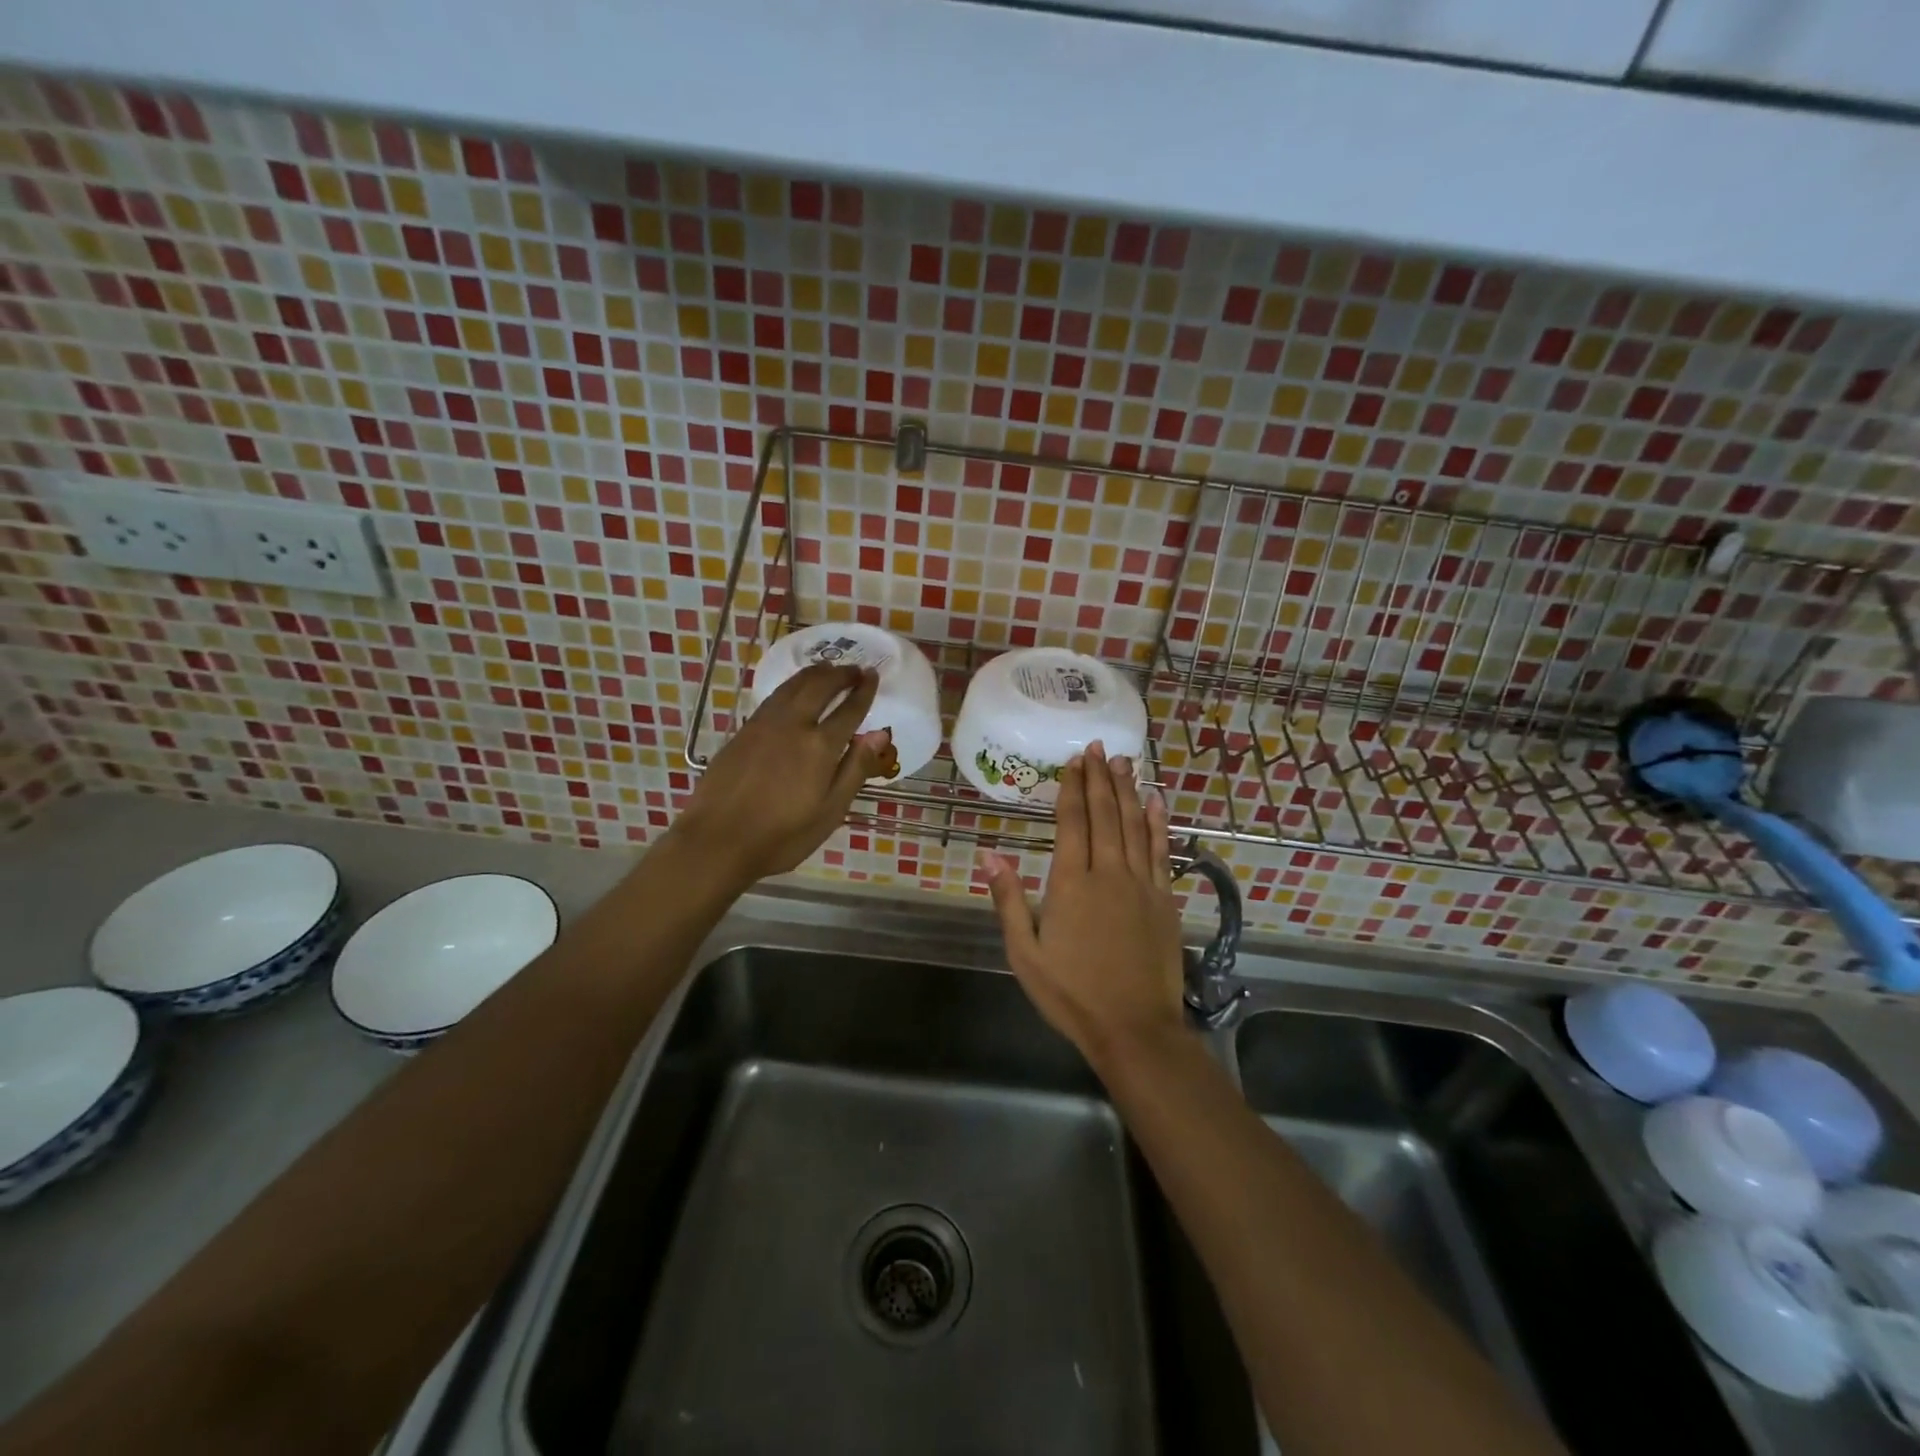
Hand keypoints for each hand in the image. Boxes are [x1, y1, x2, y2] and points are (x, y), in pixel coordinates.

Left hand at [674, 663, 892, 887]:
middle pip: (819, 686)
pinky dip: (792, 685)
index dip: (863, 690)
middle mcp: (793, 724)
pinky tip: (795, 691)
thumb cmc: (782, 836)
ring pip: (793, 685)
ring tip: (828, 670)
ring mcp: (764, 724)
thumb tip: (880, 734)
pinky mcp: (744, 731)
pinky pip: (775, 696)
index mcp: (819, 746)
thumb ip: (856, 768)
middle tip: (855, 670)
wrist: (717, 841)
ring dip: (815, 674)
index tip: (873, 675)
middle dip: (840, 674)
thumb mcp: (830, 811)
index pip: (849, 709)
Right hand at [980, 742, 1186, 1062]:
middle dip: (1099, 778)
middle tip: (1097, 748)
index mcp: (1071, 883)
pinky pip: (1161, 850)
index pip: (1072, 822)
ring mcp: (1141, 883)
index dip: (1072, 788)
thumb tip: (989, 854)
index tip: (1074, 760)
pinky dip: (1158, 823)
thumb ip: (1008, 900)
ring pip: (1134, 824)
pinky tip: (1156, 802)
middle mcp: (1108, 872)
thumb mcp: (1025, 953)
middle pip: (1104, 814)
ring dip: (1127, 790)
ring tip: (1123, 762)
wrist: (1133, 1027)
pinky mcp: (1164, 899)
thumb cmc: (1071, 993)